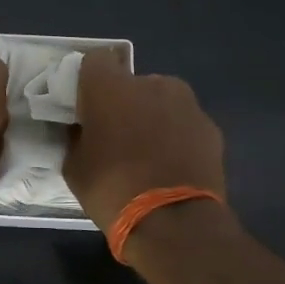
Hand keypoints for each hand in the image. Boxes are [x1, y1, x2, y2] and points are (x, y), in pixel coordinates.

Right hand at [64, 50, 226, 231]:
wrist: (174, 222)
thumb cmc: (112, 189)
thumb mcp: (74, 167)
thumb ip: (76, 138)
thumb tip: (81, 129)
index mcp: (110, 87)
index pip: (95, 61)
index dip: (89, 81)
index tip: (85, 105)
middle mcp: (150, 83)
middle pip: (131, 82)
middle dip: (123, 102)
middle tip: (116, 135)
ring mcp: (186, 103)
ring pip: (161, 101)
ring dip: (152, 117)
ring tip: (147, 153)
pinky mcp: (210, 127)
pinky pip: (184, 123)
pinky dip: (176, 137)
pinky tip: (171, 166)